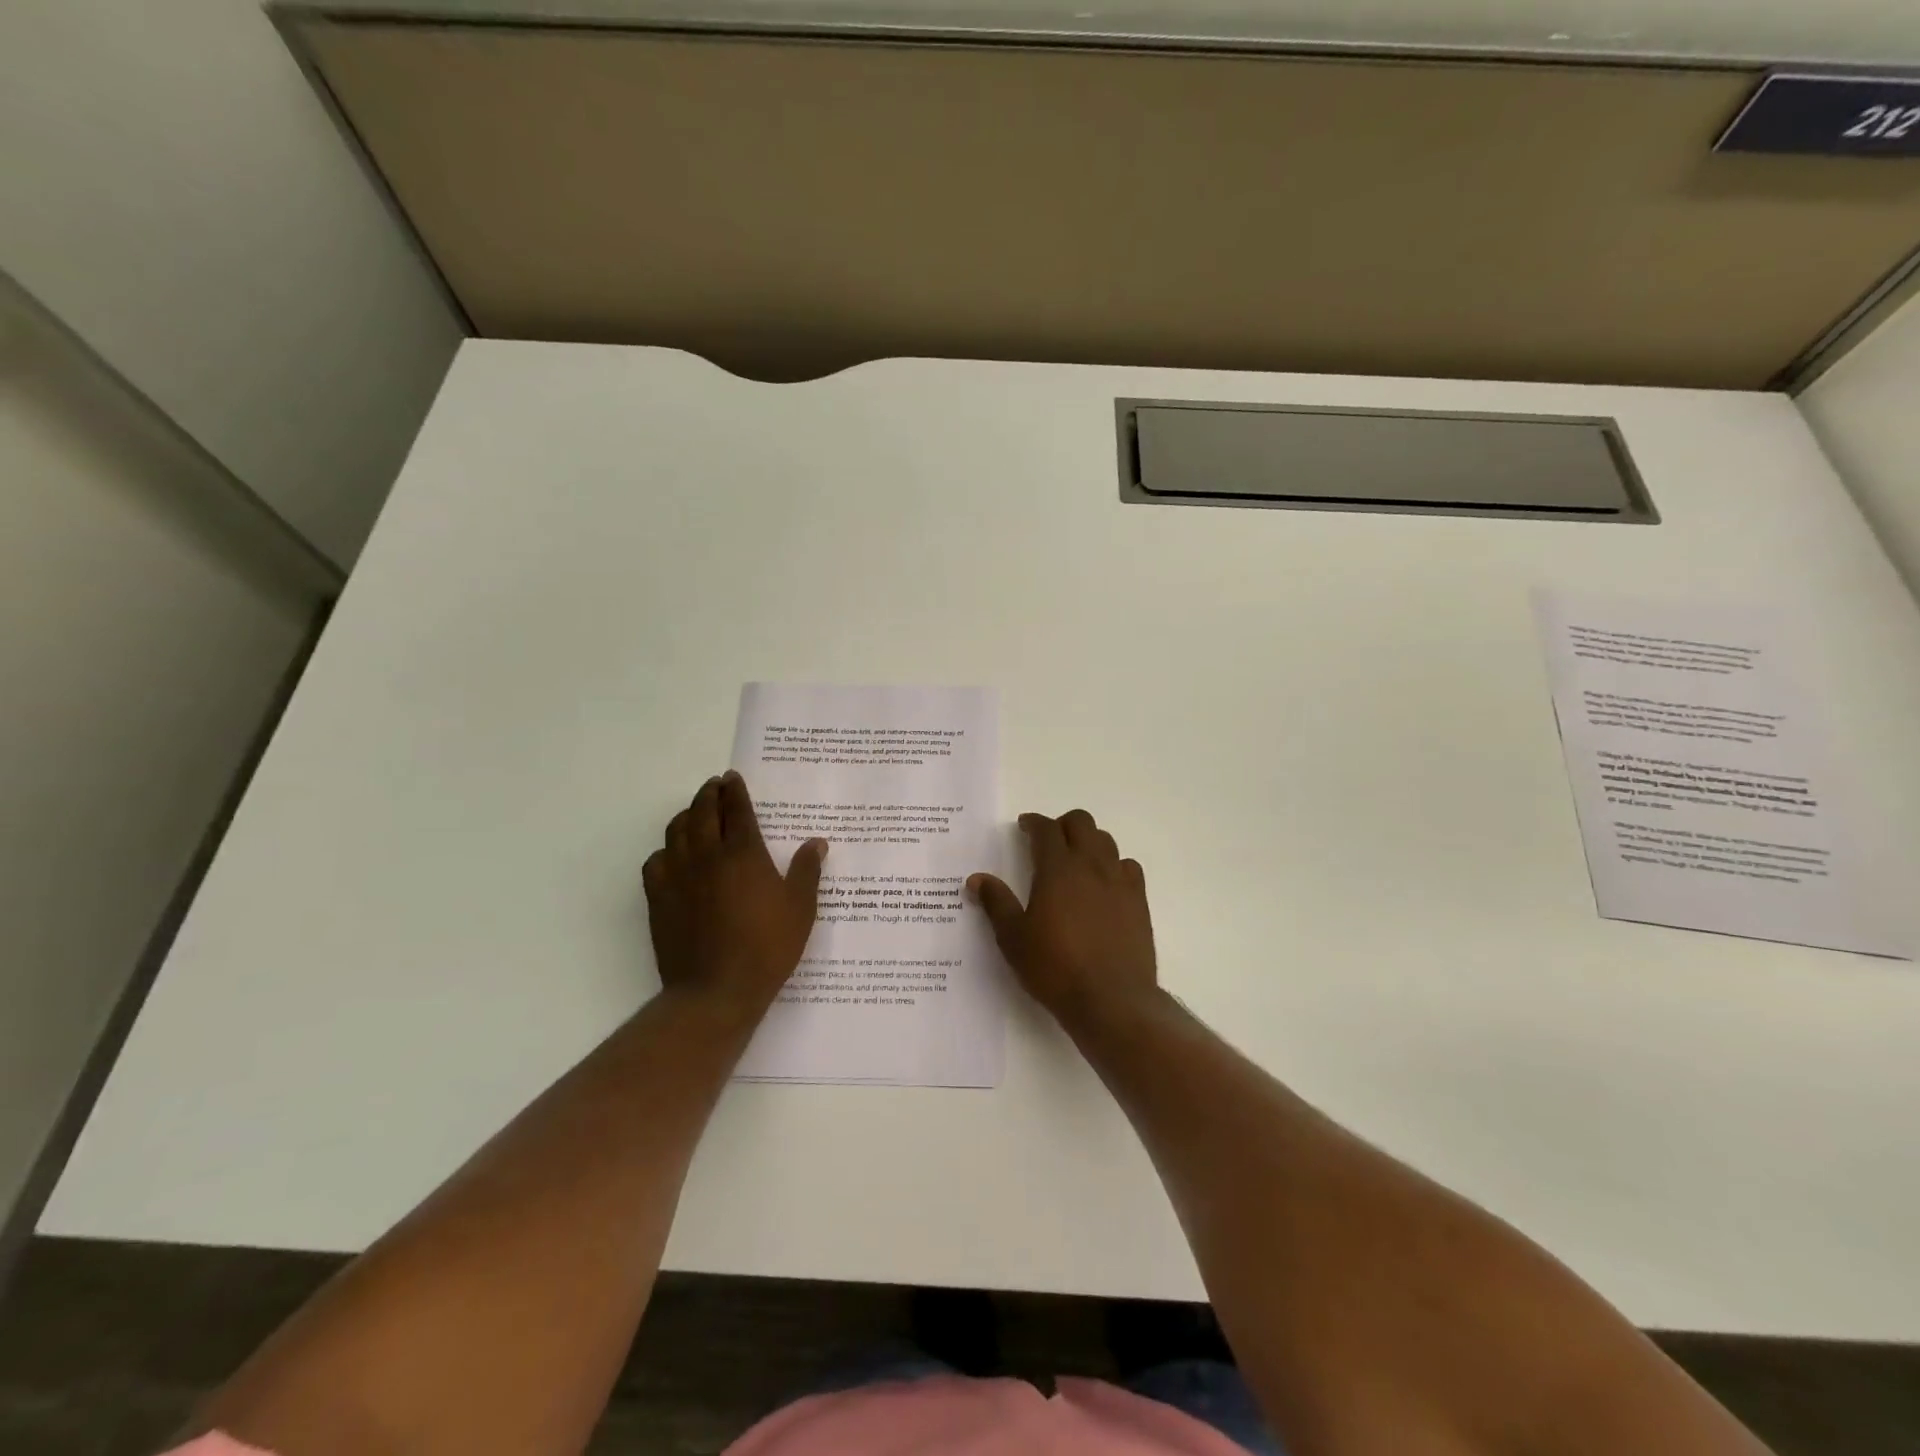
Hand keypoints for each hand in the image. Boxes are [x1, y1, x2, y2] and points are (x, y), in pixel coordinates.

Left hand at [643, 771, 827, 1019]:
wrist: (716, 990)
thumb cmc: (767, 947)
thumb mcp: (800, 909)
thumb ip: (807, 871)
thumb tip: (816, 842)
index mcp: (744, 854)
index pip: (738, 810)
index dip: (735, 791)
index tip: (732, 778)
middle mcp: (708, 855)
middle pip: (703, 811)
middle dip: (709, 793)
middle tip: (715, 786)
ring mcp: (679, 875)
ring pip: (676, 831)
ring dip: (687, 815)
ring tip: (696, 812)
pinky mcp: (659, 898)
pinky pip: (656, 861)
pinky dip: (666, 850)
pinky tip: (673, 856)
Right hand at [968, 809, 1158, 1027]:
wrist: (1111, 999)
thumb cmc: (1055, 968)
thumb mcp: (1013, 938)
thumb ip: (996, 903)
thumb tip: (976, 879)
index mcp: (1057, 869)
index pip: (1046, 829)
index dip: (1033, 823)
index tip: (1024, 826)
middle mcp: (1091, 865)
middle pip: (1081, 823)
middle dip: (1063, 824)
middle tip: (1049, 841)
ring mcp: (1119, 882)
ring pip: (1106, 841)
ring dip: (1089, 841)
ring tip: (1076, 860)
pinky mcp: (1139, 901)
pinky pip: (1128, 867)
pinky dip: (1114, 864)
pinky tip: (1105, 883)